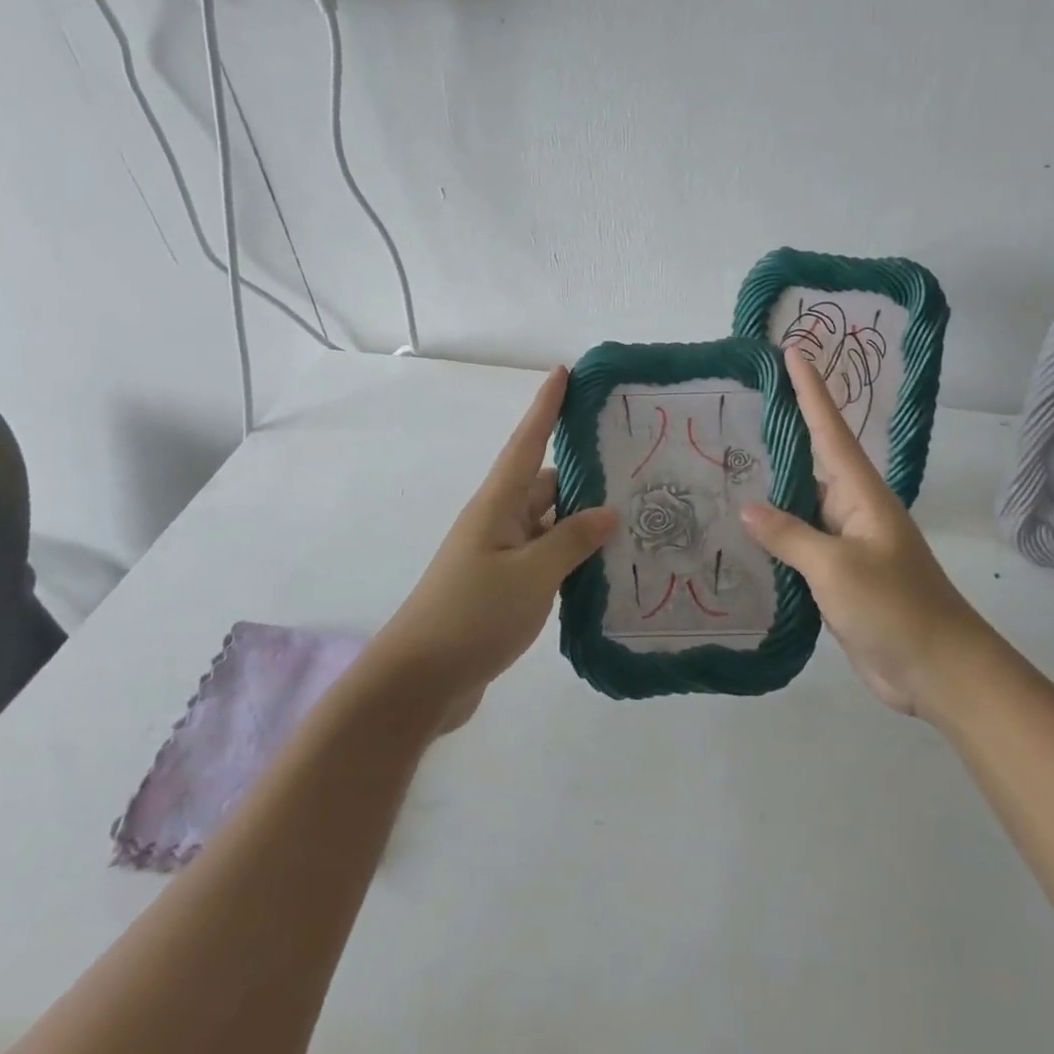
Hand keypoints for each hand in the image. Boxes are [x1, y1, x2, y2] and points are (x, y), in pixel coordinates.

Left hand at [373, 367, 616, 731]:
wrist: (419, 682)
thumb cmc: (473, 615)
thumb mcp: (532, 575)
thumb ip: (572, 540)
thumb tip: (607, 512)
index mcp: (498, 505)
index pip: (527, 442)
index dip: (545, 406)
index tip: (564, 372)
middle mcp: (498, 522)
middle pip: (545, 483)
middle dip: (583, 474)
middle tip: (634, 467)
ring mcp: (499, 556)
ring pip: (548, 524)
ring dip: (581, 522)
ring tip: (632, 520)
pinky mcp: (502, 588)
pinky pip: (544, 558)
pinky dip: (570, 558)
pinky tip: (603, 569)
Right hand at [741, 351, 980, 717]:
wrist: (937, 670)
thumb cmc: (895, 607)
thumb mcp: (837, 567)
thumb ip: (791, 535)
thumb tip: (748, 507)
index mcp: (861, 493)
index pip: (829, 429)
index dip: (810, 390)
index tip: (792, 351)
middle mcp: (852, 508)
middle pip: (811, 460)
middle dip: (781, 431)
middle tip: (737, 406)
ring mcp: (846, 542)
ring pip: (802, 503)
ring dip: (772, 485)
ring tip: (726, 462)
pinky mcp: (838, 574)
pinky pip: (800, 541)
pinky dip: (775, 532)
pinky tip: (744, 530)